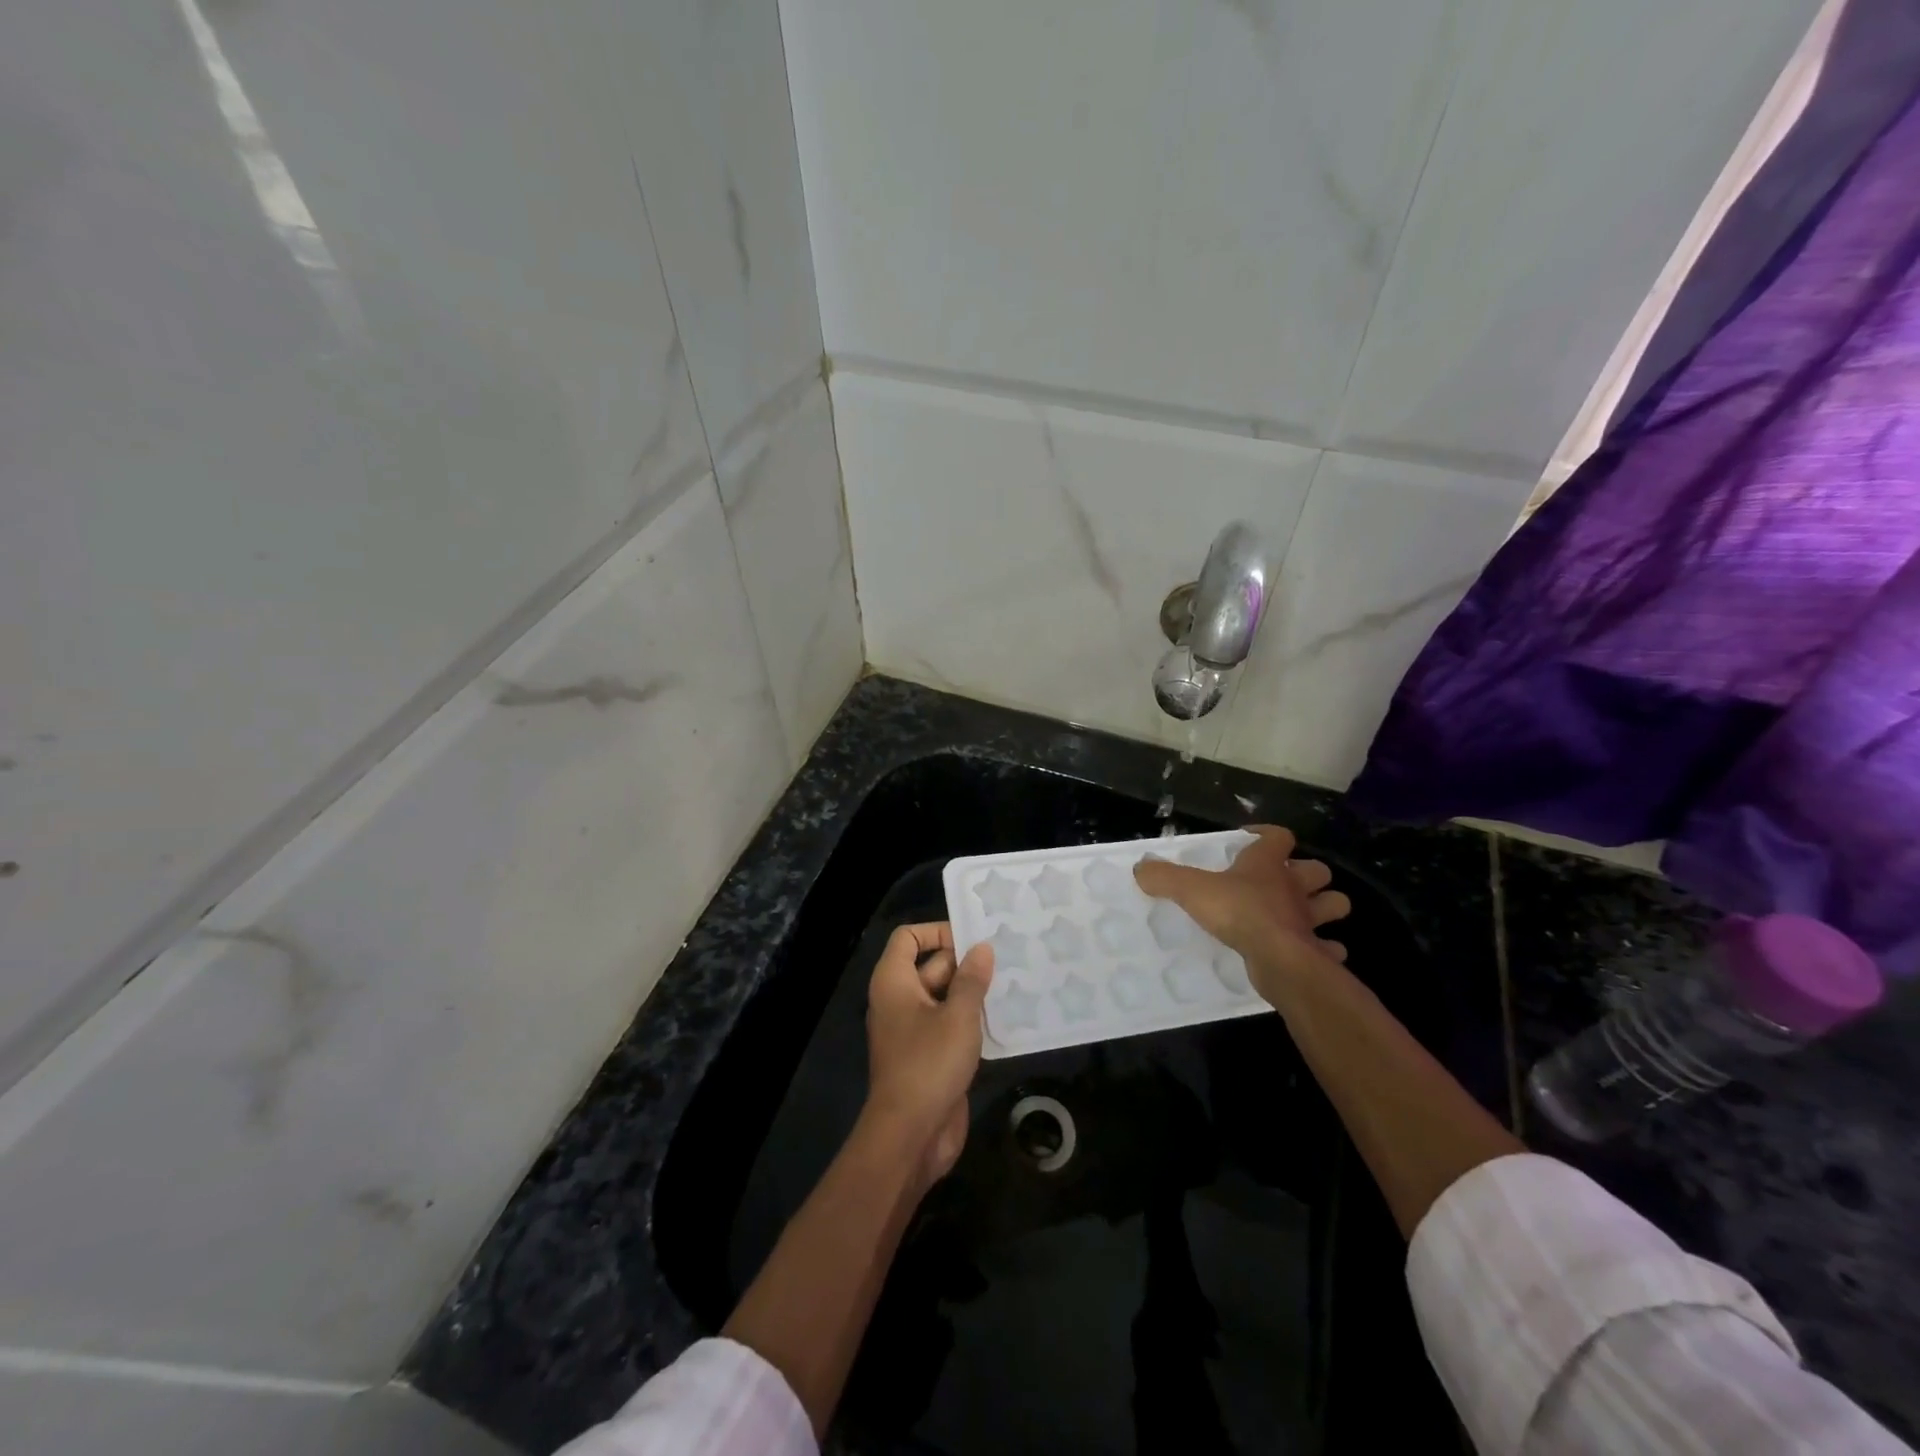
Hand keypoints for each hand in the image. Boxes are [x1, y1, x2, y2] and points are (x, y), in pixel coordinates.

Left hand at [865, 922, 993, 1182]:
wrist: (910, 1135)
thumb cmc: (929, 1064)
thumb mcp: (958, 1016)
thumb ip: (972, 980)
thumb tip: (982, 948)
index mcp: (894, 982)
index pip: (908, 938)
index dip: (937, 931)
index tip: (973, 938)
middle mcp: (900, 1000)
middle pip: (932, 966)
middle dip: (966, 962)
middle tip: (1007, 956)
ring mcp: (914, 1029)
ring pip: (945, 997)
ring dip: (974, 992)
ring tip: (1014, 981)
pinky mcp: (930, 1055)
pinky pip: (951, 1025)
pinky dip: (973, 1020)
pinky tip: (1007, 1017)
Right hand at [1134, 825, 1350, 1007]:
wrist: (1278, 957)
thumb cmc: (1238, 911)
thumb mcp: (1191, 889)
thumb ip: (1165, 877)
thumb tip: (1141, 868)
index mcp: (1268, 864)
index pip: (1279, 836)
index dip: (1267, 834)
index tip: (1251, 840)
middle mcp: (1295, 888)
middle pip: (1318, 870)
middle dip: (1307, 875)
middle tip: (1283, 883)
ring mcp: (1310, 920)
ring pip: (1334, 904)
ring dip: (1324, 908)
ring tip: (1302, 916)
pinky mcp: (1317, 951)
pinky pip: (1330, 948)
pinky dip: (1325, 950)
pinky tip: (1311, 953)